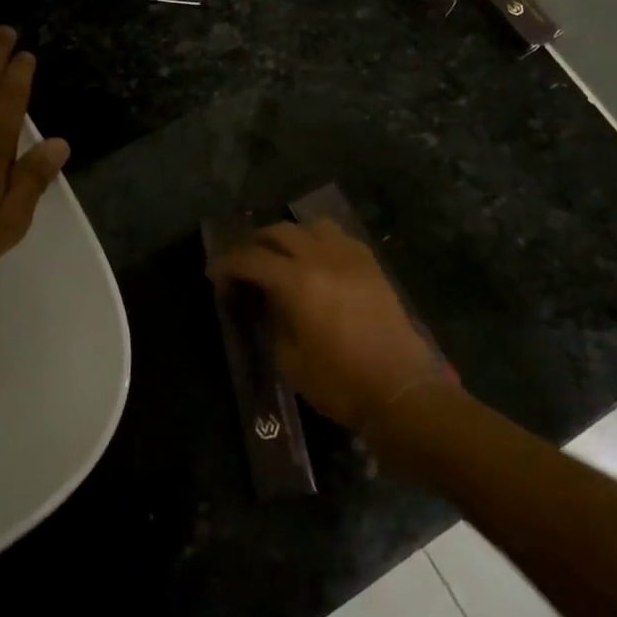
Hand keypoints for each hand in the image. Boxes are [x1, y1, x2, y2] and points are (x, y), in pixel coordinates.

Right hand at [207, 219, 455, 432]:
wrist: (401, 390)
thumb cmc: (339, 383)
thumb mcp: (289, 359)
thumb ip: (272, 321)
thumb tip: (265, 301)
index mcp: (297, 282)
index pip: (252, 259)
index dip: (228, 263)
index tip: (214, 273)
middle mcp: (323, 259)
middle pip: (280, 232)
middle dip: (256, 243)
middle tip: (245, 264)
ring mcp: (351, 258)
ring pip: (313, 226)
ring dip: (291, 236)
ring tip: (282, 256)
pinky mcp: (372, 266)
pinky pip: (340, 238)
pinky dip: (320, 241)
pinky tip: (317, 261)